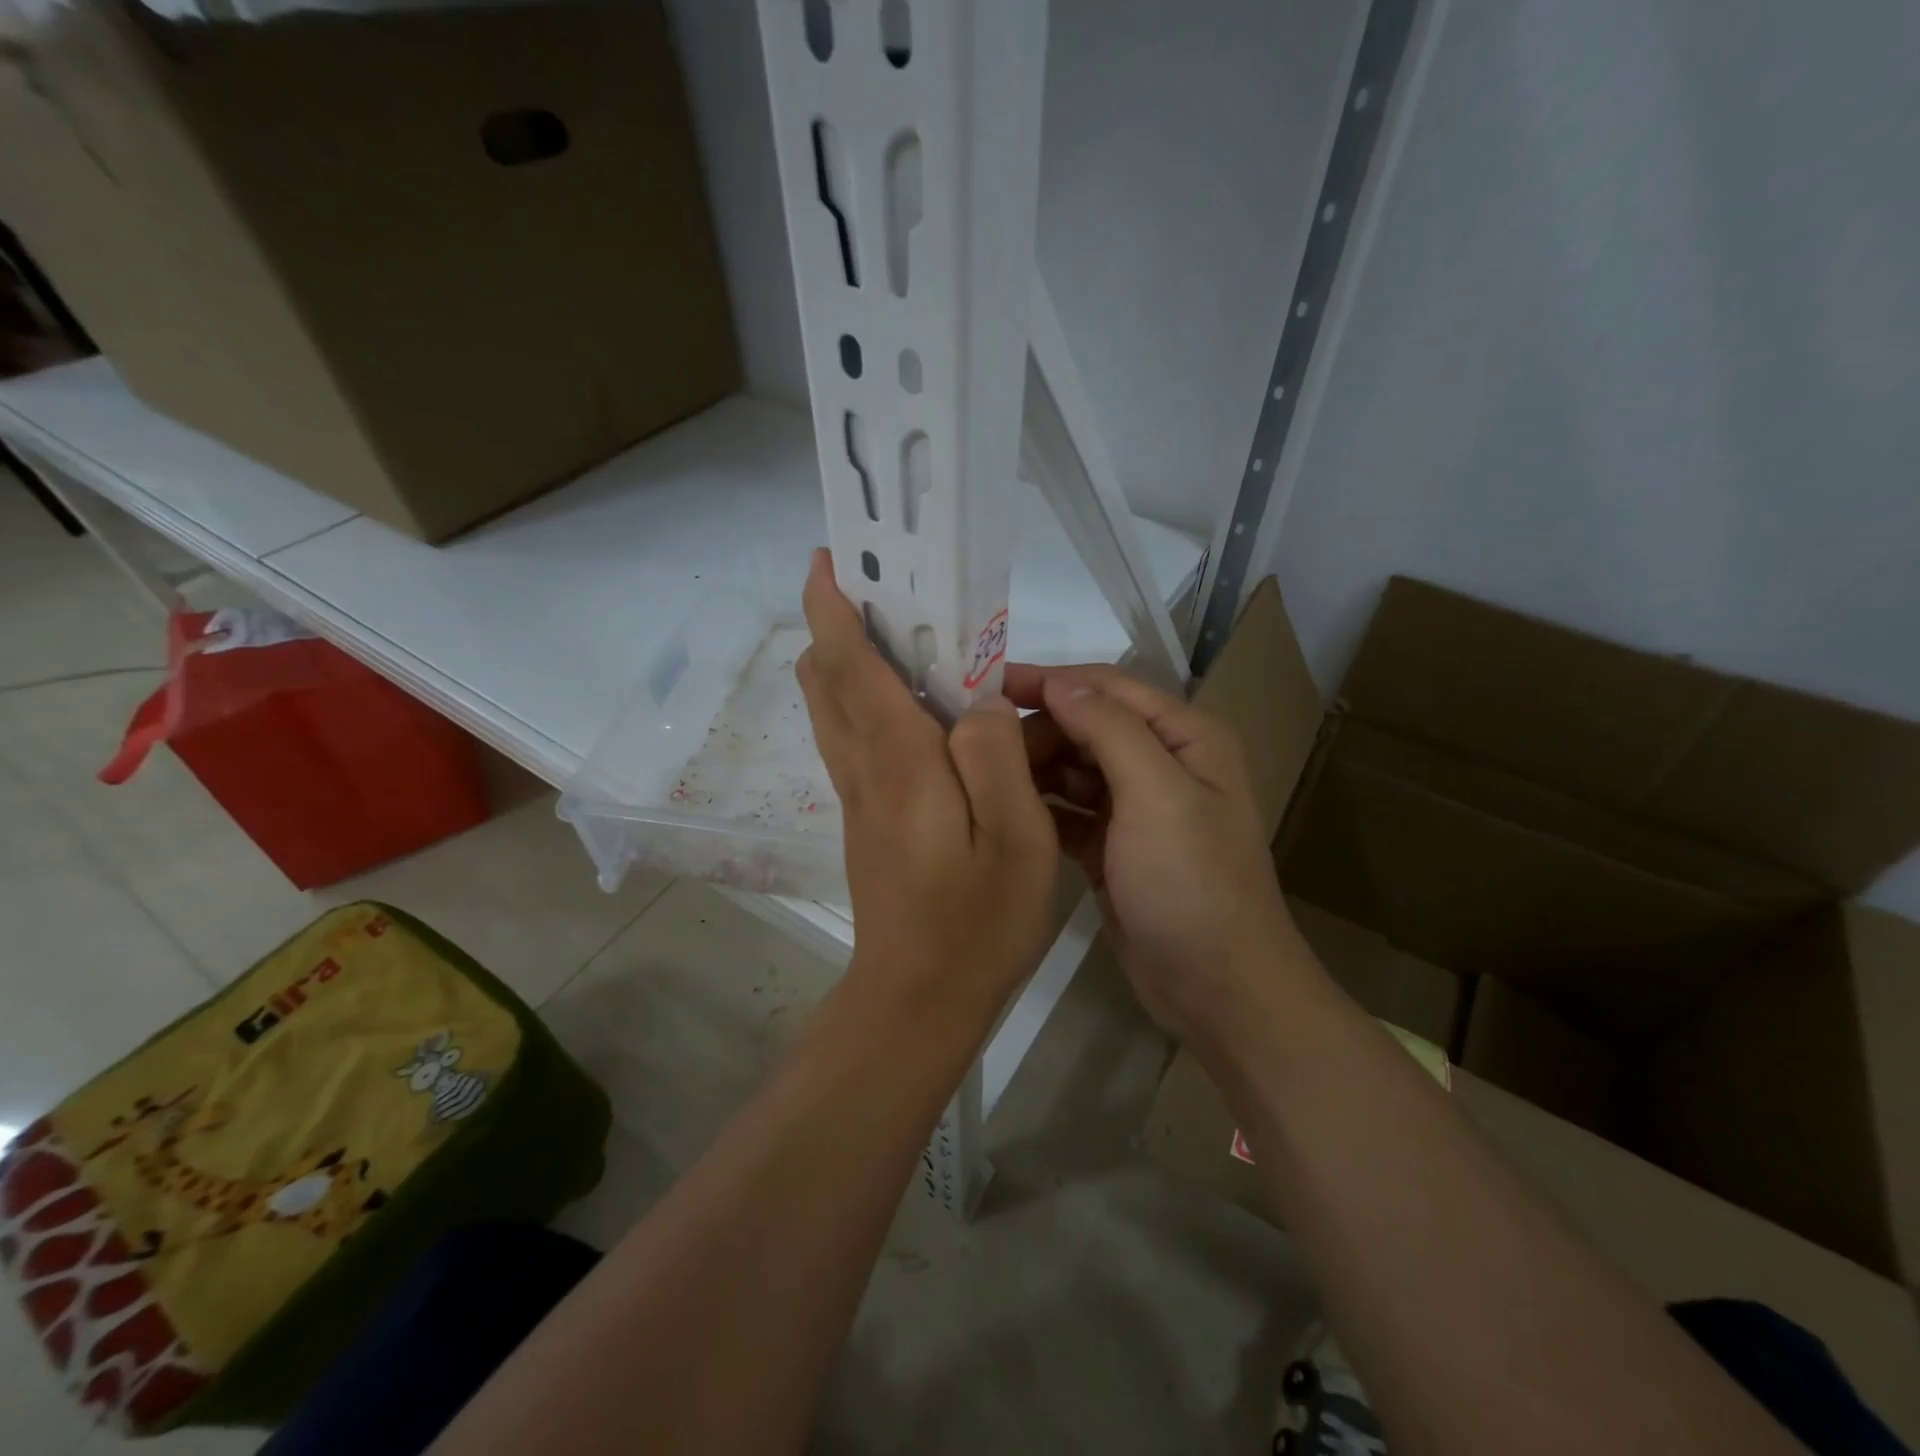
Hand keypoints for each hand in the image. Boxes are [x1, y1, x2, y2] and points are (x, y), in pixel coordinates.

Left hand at [797, 551, 1059, 1031]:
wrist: (918, 1000)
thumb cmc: (976, 922)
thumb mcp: (1015, 838)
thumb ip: (995, 758)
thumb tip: (974, 704)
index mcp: (898, 762)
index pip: (851, 666)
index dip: (832, 607)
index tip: (829, 559)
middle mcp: (864, 768)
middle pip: (827, 680)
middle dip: (838, 625)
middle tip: (883, 590)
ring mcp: (859, 796)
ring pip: (834, 709)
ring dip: (850, 661)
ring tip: (902, 636)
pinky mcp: (866, 819)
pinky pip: (854, 740)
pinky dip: (866, 702)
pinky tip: (918, 710)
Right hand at [1005, 663, 1315, 1063]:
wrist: (1216, 988)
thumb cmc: (1192, 882)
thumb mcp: (1157, 794)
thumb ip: (1110, 730)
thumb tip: (1060, 683)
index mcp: (1184, 737)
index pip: (1108, 688)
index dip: (1050, 681)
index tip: (986, 684)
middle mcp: (1161, 763)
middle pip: (1086, 726)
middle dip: (1037, 728)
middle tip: (974, 742)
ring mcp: (1136, 809)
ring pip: (1074, 768)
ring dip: (1033, 767)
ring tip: (978, 773)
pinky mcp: (1112, 847)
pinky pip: (1068, 812)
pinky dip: (1040, 807)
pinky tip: (1002, 810)